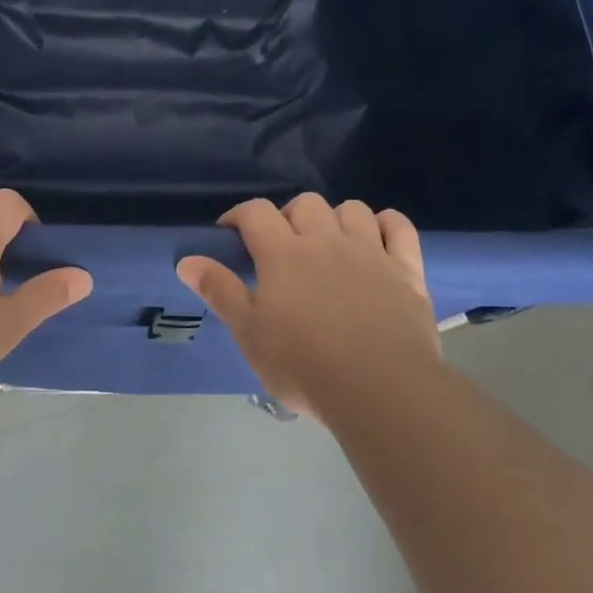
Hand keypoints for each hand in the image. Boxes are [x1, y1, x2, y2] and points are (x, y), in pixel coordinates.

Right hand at [177, 194, 440, 421]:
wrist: (379, 388)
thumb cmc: (304, 366)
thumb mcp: (249, 335)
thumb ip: (220, 292)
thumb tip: (187, 261)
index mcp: (284, 254)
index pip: (256, 212)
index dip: (239, 215)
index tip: (230, 233)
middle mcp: (327, 241)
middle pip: (306, 203)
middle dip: (289, 216)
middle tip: (282, 246)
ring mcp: (370, 252)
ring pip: (353, 209)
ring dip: (336, 218)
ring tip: (329, 244)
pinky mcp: (406, 269)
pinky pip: (398, 226)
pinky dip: (386, 224)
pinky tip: (377, 239)